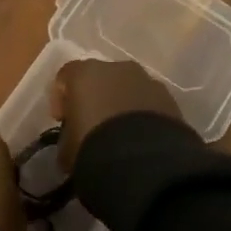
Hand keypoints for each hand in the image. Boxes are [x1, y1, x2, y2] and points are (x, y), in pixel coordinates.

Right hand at [52, 58, 181, 166]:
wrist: (144, 162)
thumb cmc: (93, 147)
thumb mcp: (67, 149)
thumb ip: (68, 137)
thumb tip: (72, 142)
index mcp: (84, 73)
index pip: (65, 76)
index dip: (61, 98)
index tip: (62, 121)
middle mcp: (116, 68)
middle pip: (99, 78)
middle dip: (95, 98)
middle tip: (92, 125)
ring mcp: (146, 80)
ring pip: (127, 88)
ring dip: (121, 105)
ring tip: (121, 135)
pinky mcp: (170, 99)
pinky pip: (149, 103)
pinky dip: (143, 116)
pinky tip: (141, 140)